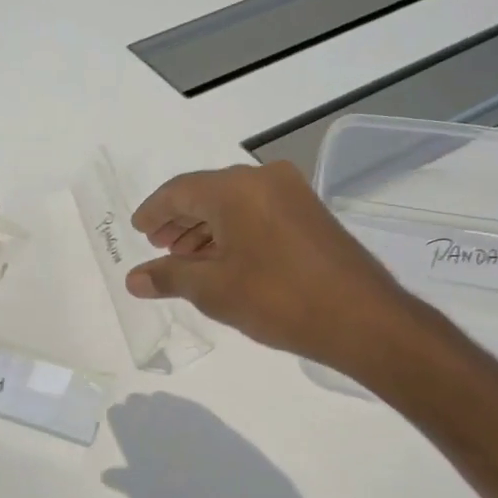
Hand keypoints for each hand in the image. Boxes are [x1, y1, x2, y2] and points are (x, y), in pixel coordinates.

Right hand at [124, 159, 435, 375]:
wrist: (364, 319)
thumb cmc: (280, 299)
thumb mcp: (215, 291)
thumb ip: (170, 277)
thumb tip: (134, 278)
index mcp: (235, 188)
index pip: (179, 191)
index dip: (153, 212)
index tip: (138, 231)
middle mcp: (263, 178)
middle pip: (207, 192)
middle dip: (179, 220)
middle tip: (159, 246)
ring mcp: (291, 192)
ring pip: (234, 202)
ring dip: (206, 227)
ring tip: (186, 257)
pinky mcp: (310, 212)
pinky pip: (257, 210)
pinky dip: (233, 230)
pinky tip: (223, 257)